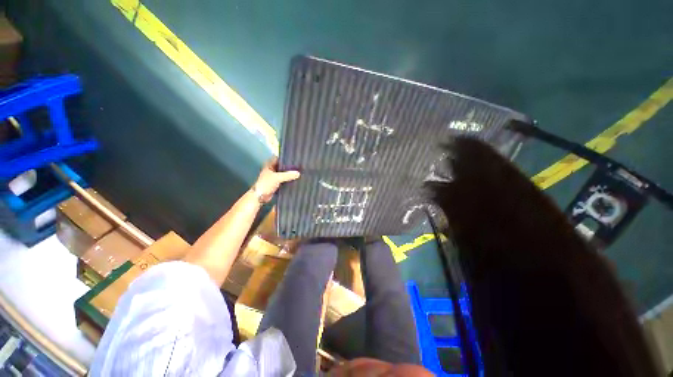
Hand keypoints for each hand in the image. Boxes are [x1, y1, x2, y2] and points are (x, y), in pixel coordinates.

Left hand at [252, 157, 299, 201]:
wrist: (260, 196)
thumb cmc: (266, 184)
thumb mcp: (277, 178)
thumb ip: (288, 175)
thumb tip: (298, 173)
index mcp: (269, 165)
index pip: (279, 158)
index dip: (286, 158)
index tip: (295, 158)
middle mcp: (272, 169)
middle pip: (282, 166)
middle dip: (289, 166)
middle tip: (299, 166)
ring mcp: (274, 176)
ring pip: (284, 173)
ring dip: (289, 173)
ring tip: (299, 172)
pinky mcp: (277, 183)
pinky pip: (284, 179)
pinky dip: (289, 179)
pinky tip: (296, 179)